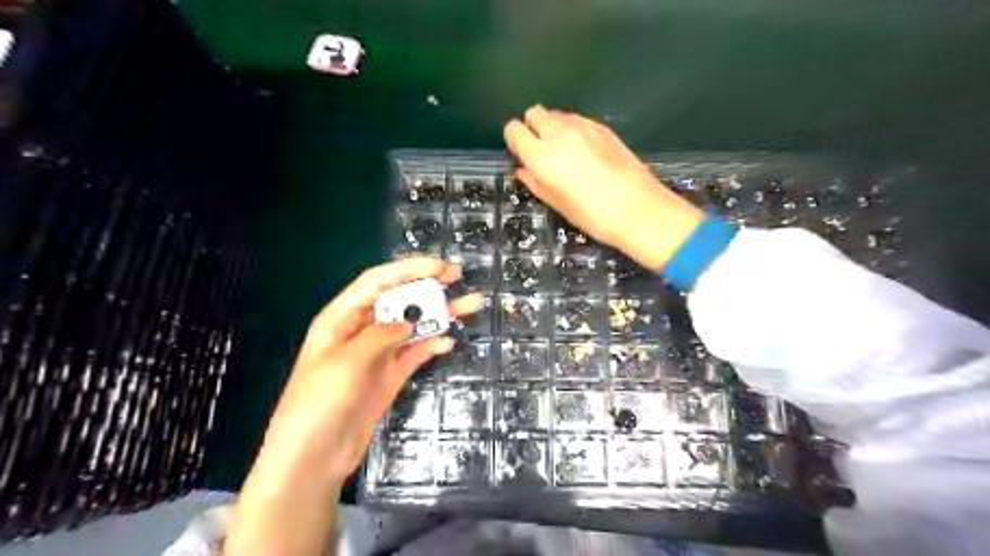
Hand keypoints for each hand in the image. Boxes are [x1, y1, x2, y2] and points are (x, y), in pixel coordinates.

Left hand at [251, 255, 484, 485]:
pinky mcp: (389, 375)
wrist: (314, 457)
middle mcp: (361, 330)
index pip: (377, 282)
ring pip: (412, 325)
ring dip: (439, 314)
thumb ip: (380, 336)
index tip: (438, 266)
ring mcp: (378, 353)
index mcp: (342, 317)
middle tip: (457, 275)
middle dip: (427, 285)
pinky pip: (415, 352)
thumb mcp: (346, 362)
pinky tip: (448, 341)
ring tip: (470, 304)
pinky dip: (432, 344)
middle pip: (398, 299)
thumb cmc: (318, 403)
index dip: (408, 270)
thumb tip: (410, 322)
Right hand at [504, 103, 703, 268]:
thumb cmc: (593, 215)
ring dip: (553, 127)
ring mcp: (583, 127)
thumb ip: (535, 183)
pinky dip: (573, 129)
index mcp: (542, 156)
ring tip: (565, 152)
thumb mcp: (557, 203)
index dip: (515, 140)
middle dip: (532, 127)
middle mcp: (559, 134)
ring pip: (556, 114)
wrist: (639, 209)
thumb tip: (524, 171)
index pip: (514, 130)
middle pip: (534, 112)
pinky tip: (585, 151)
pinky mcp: (603, 127)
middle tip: (541, 150)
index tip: (521, 153)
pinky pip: (577, 119)